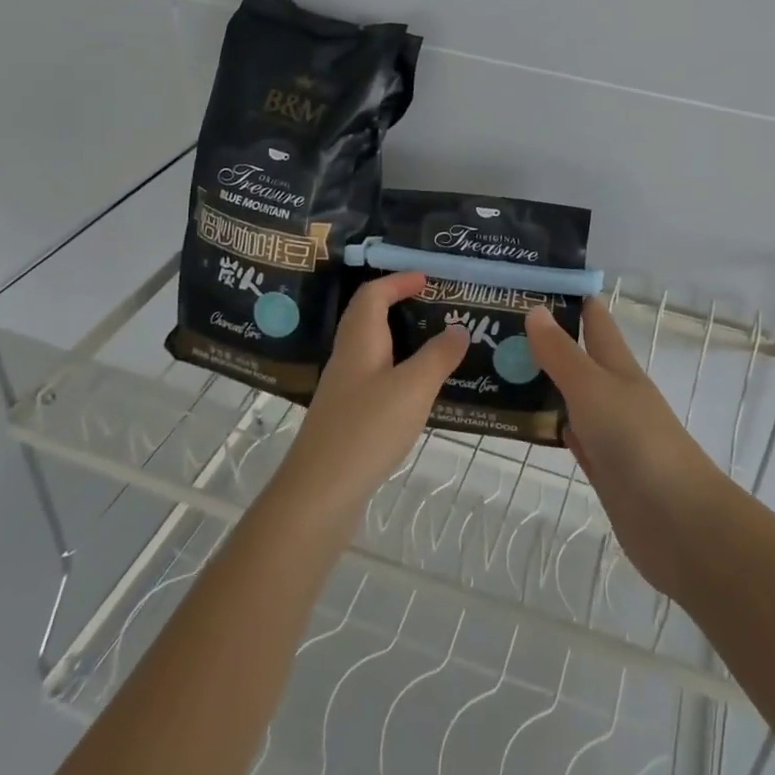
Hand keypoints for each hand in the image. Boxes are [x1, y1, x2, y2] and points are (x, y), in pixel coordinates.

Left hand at [269, 272, 468, 540]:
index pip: (373, 294)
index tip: (427, 279)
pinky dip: (398, 373)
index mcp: (360, 341)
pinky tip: (417, 393)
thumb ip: (438, 356)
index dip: (398, 281)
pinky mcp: (346, 419)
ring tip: (434, 347)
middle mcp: (348, 358)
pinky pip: (374, 379)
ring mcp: (343, 391)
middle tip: (433, 307)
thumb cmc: (366, 430)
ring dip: (400, 340)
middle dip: (398, 305)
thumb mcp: (413, 388)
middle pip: (368, 318)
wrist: (317, 496)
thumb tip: (458, 328)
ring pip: (372, 350)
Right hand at [527, 298, 734, 601]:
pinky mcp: (604, 469)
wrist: (677, 522)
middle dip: (547, 341)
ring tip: (501, 368)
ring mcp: (610, 432)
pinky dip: (553, 425)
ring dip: (545, 383)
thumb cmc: (636, 441)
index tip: (534, 283)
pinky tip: (530, 422)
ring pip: (573, 397)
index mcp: (618, 367)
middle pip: (580, 358)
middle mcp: (615, 393)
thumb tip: (537, 309)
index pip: (595, 321)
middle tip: (498, 327)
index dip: (572, 299)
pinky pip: (572, 436)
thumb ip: (562, 353)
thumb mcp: (593, 388)